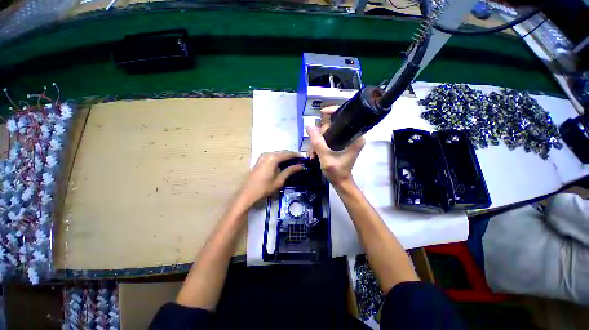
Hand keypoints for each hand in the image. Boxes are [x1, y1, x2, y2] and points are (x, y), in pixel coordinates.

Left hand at [238, 151, 303, 204]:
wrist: (248, 193)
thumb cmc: (264, 188)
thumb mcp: (279, 180)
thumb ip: (290, 171)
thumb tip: (301, 166)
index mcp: (273, 158)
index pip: (288, 154)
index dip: (297, 155)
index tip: (304, 159)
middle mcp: (268, 154)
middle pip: (283, 152)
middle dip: (291, 156)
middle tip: (300, 162)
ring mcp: (263, 156)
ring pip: (278, 154)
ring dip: (286, 157)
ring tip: (294, 163)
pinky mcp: (260, 159)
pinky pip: (273, 156)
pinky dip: (279, 159)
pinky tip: (284, 164)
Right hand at [306, 106, 364, 184]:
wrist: (340, 183)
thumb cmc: (337, 172)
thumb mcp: (325, 157)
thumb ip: (317, 142)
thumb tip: (309, 126)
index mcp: (356, 137)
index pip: (346, 117)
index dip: (334, 111)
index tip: (322, 112)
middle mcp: (353, 136)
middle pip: (334, 125)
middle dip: (320, 135)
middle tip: (313, 147)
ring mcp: (347, 140)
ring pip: (329, 132)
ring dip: (318, 141)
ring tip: (313, 153)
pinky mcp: (342, 144)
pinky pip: (329, 138)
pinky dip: (321, 144)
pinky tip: (315, 152)